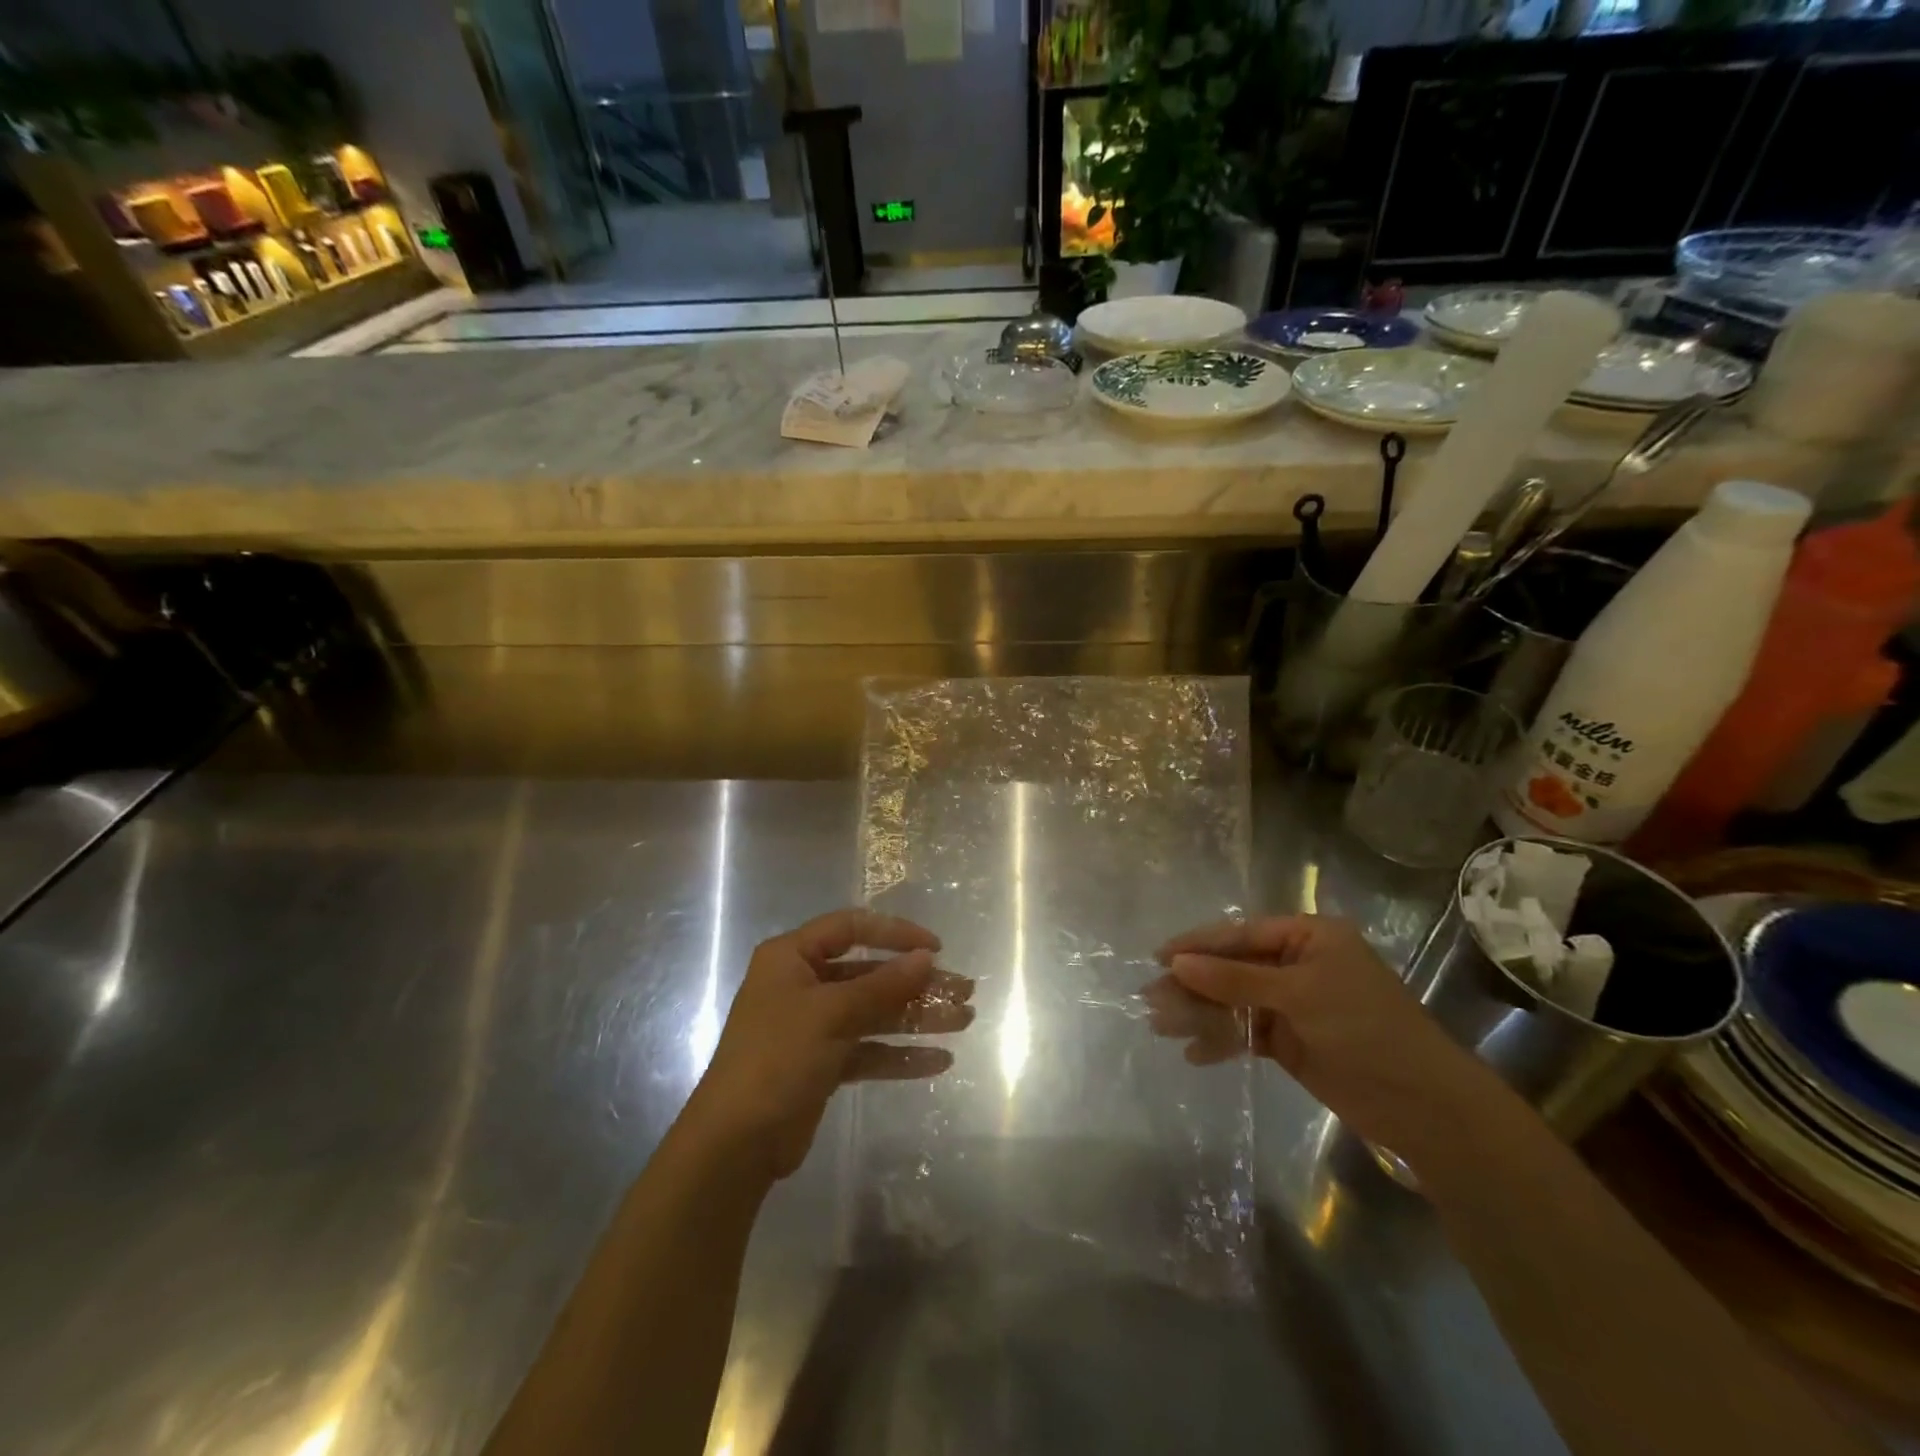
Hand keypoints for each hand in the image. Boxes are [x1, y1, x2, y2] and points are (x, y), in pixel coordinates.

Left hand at [687, 909, 973, 1180]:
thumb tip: (927, 958)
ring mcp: (813, 1027)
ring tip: (963, 1021)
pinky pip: (869, 1050)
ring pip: (874, 1013)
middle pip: (870, 974)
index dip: (895, 933)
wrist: (735, 1144)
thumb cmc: (777, 1058)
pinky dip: (900, 1055)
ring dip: (916, 1018)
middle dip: (917, 983)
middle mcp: (802, 985)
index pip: (851, 929)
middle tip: (963, 991)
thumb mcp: (831, 1014)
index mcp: (791, 957)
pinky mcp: (822, 1064)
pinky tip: (939, 1061)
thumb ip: (882, 985)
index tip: (935, 948)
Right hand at [1154, 915, 1500, 1159]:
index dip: (1198, 945)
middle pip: (1232, 968)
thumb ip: (1235, 980)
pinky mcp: (1291, 1041)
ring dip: (1200, 1013)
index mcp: (1308, 937)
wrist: (1424, 1106)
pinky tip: (1193, 1053)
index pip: (1241, 934)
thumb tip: (1177, 964)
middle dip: (1193, 984)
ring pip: (1234, 1002)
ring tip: (1161, 1026)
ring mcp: (1294, 1004)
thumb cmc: (1366, 1030)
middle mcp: (1298, 964)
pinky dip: (1221, 1041)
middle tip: (1150, 998)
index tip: (1159, 957)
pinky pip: (1245, 1033)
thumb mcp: (1298, 995)